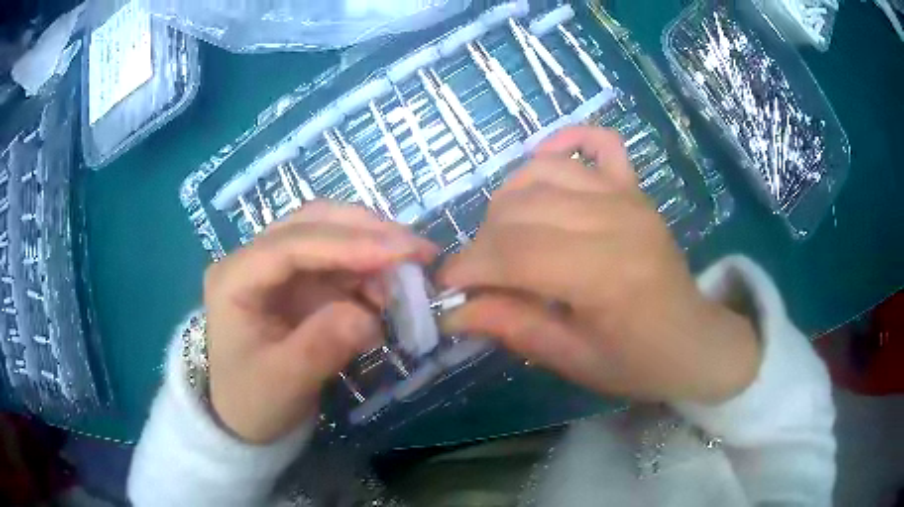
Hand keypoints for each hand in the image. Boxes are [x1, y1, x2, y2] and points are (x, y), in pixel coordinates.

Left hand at [204, 202, 436, 443]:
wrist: (246, 418)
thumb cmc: (254, 401)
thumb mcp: (284, 382)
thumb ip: (323, 346)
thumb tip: (369, 315)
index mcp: (234, 278)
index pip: (291, 244)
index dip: (347, 243)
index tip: (401, 252)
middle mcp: (254, 260)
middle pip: (313, 223)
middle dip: (366, 232)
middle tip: (418, 251)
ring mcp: (277, 268)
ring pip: (330, 235)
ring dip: (371, 250)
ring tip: (406, 281)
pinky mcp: (298, 282)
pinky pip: (339, 263)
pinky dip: (368, 272)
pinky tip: (386, 294)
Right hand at [439, 127, 758, 403]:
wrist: (694, 341)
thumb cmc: (637, 362)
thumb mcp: (573, 360)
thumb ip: (514, 327)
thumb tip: (455, 311)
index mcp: (605, 274)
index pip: (515, 253)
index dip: (470, 268)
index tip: (447, 287)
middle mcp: (616, 220)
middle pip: (522, 209)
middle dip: (483, 241)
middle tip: (480, 274)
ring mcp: (628, 197)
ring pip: (543, 173)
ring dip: (508, 201)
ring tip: (504, 236)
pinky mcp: (635, 189)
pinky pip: (599, 143)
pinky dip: (565, 142)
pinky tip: (543, 161)